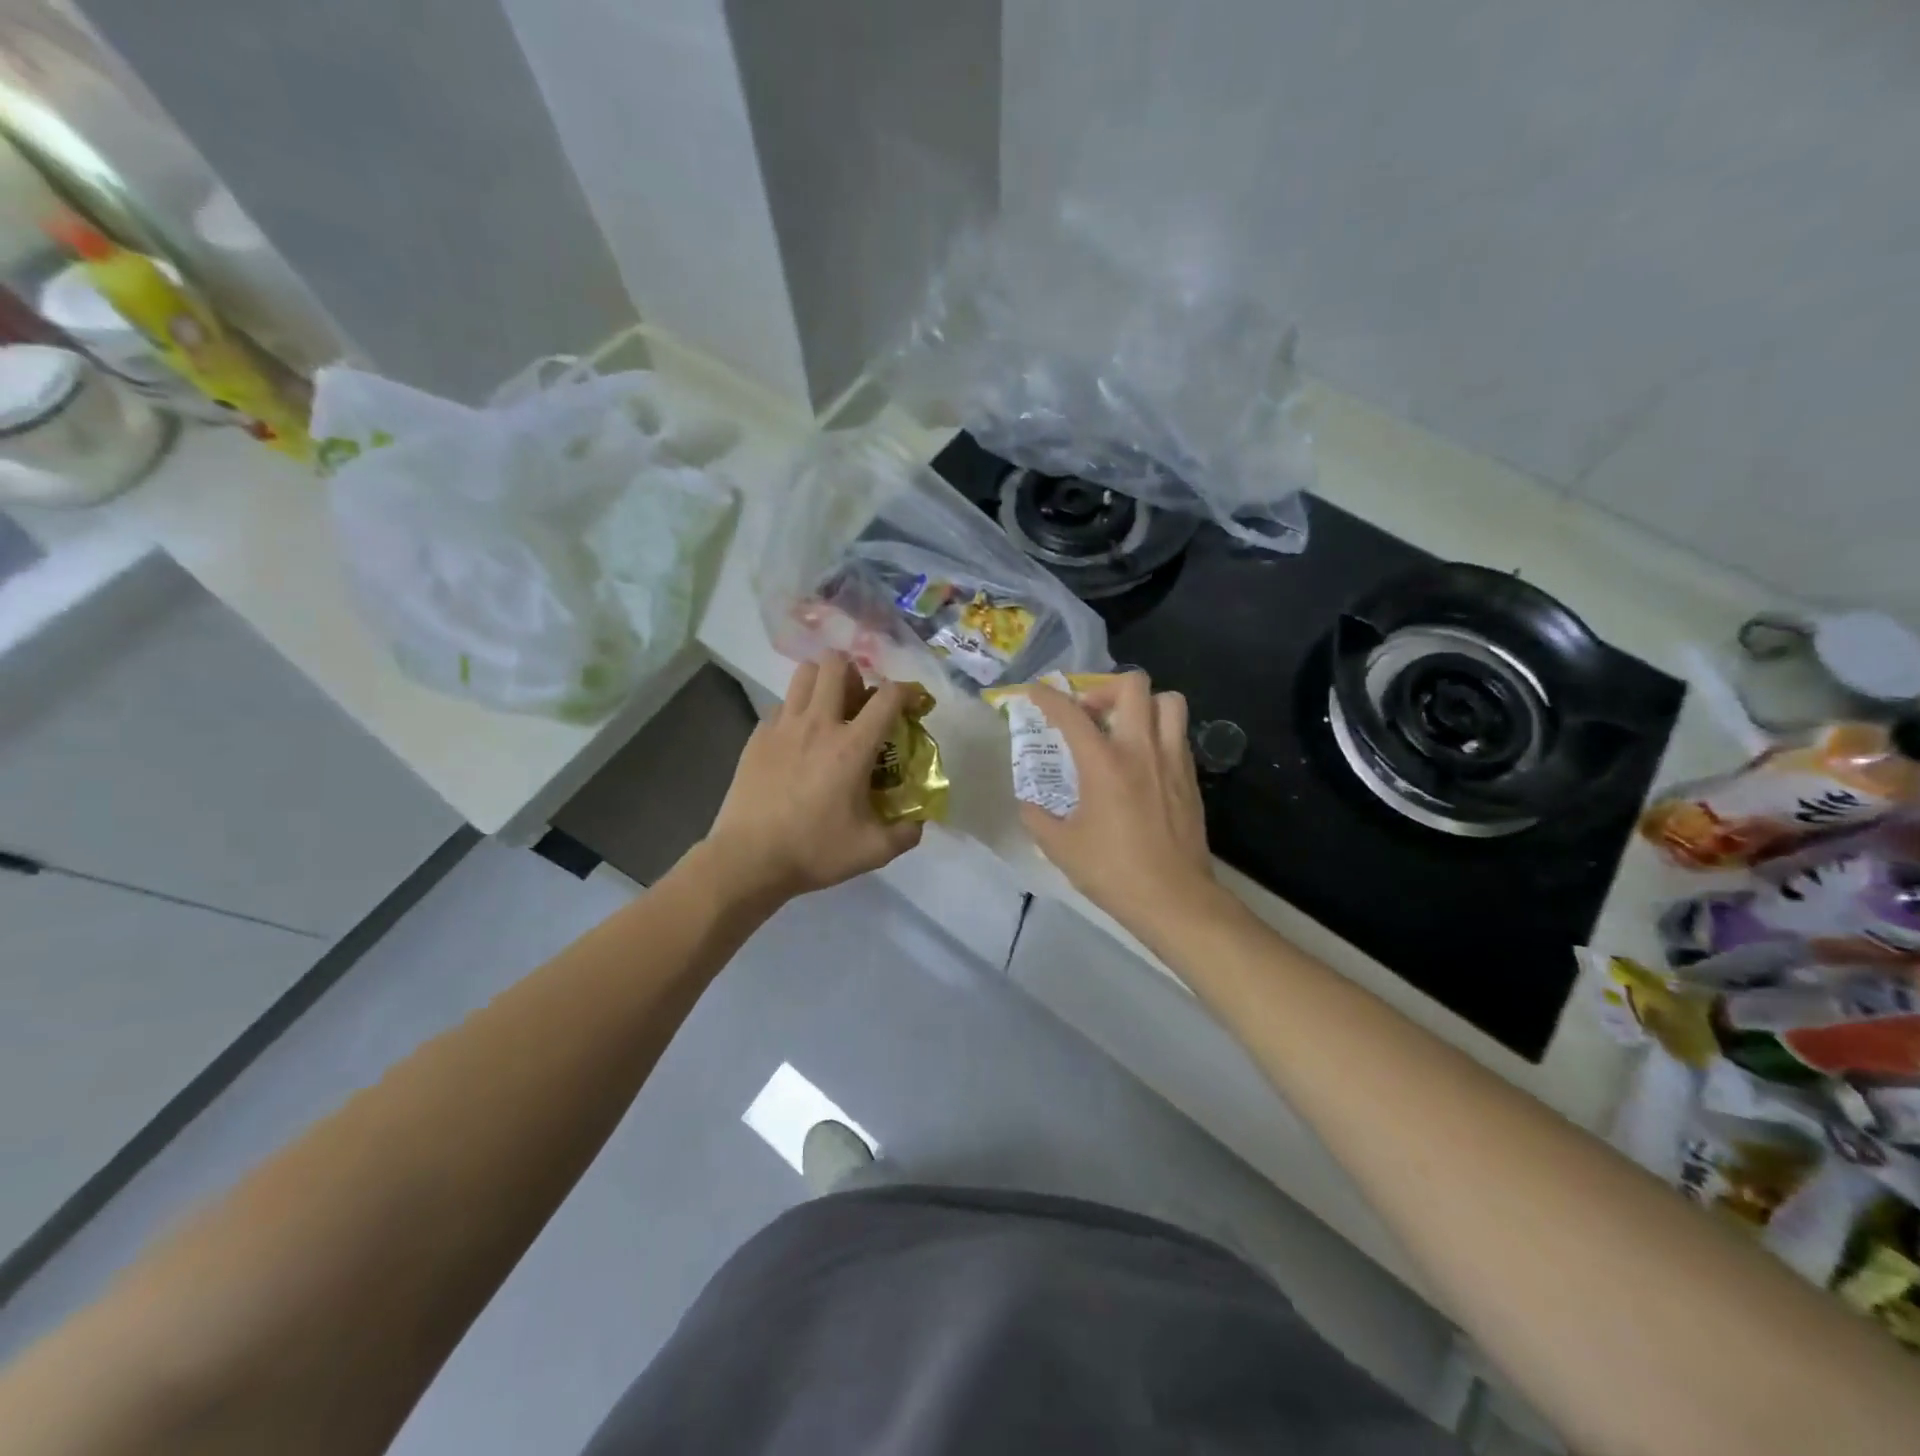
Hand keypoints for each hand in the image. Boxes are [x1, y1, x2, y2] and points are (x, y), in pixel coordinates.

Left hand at [703, 652, 922, 903]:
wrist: (748, 859)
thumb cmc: (814, 851)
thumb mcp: (872, 851)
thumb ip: (905, 834)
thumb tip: (919, 822)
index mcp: (852, 747)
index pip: (887, 696)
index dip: (907, 691)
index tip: (913, 704)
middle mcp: (818, 724)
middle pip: (837, 664)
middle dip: (855, 672)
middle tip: (860, 702)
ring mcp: (783, 726)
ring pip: (804, 674)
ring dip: (823, 682)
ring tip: (829, 709)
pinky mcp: (757, 736)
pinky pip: (781, 705)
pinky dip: (796, 711)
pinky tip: (798, 740)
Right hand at [1019, 672, 1216, 933]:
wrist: (1174, 899)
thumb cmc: (1113, 872)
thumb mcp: (1061, 847)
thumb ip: (1037, 818)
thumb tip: (1029, 804)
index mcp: (1104, 764)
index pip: (1072, 713)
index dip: (1048, 697)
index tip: (1036, 692)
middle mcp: (1142, 750)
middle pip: (1133, 686)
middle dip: (1105, 688)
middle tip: (1089, 712)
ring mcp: (1172, 760)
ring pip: (1168, 701)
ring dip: (1142, 703)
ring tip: (1123, 727)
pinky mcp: (1190, 777)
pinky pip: (1178, 733)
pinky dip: (1159, 730)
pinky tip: (1142, 758)